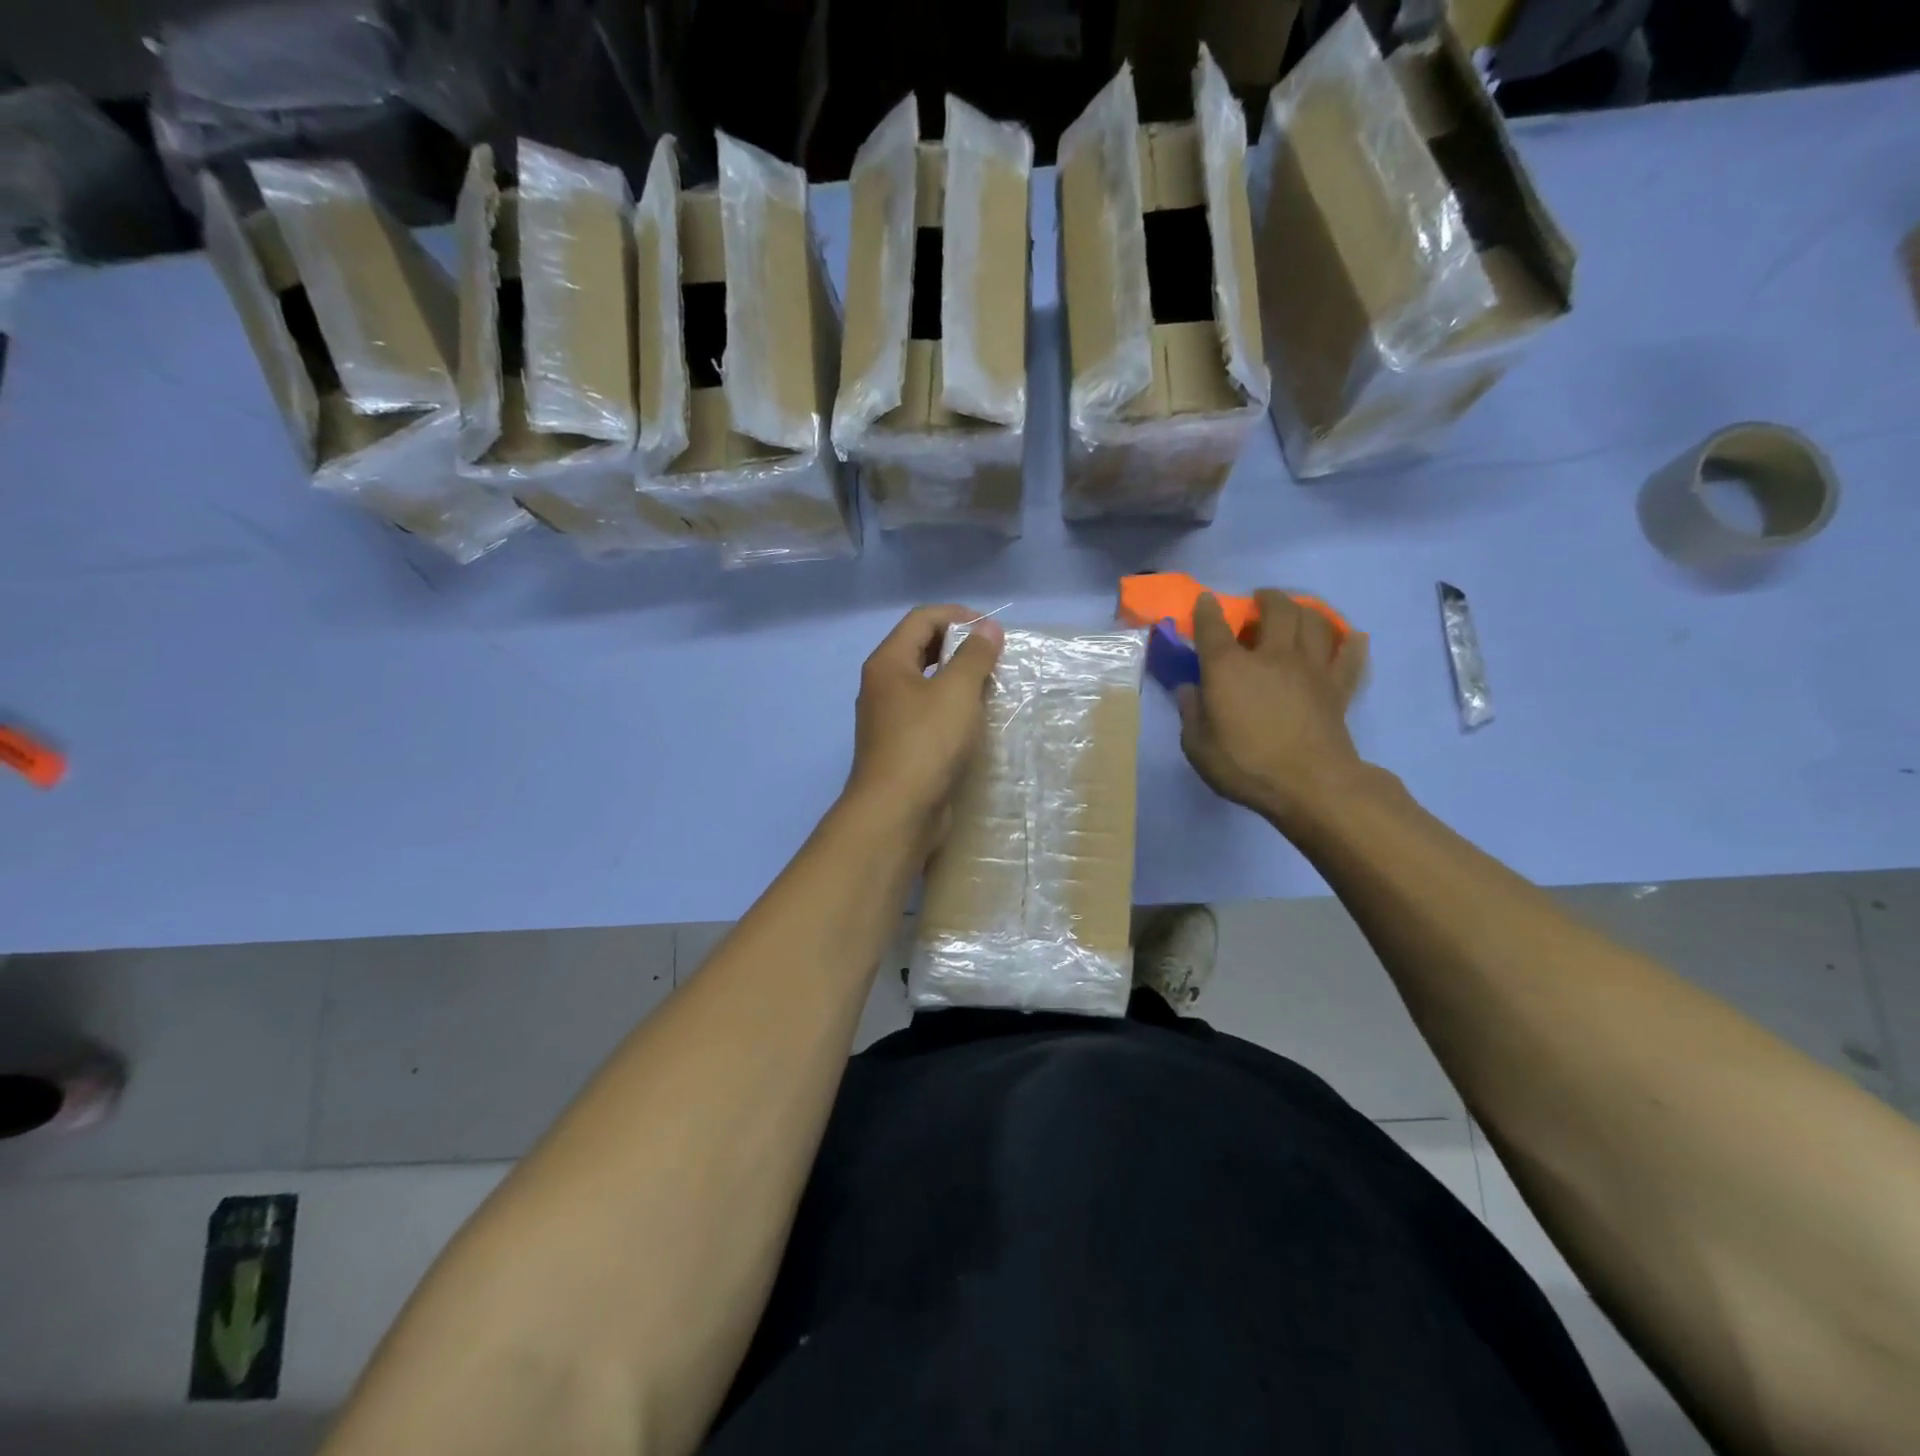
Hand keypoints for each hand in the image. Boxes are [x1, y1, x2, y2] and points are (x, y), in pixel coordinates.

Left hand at [844, 605, 1004, 841]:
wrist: (897, 811)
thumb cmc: (926, 742)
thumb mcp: (957, 691)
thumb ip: (975, 656)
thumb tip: (988, 629)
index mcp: (888, 663)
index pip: (922, 619)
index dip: (958, 616)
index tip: (993, 630)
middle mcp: (882, 686)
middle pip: (921, 649)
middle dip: (959, 646)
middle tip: (994, 656)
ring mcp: (889, 718)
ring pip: (926, 684)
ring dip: (958, 678)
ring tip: (991, 685)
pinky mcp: (901, 746)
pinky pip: (928, 713)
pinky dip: (952, 708)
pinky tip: (975, 720)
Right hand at [1178, 590, 1370, 831]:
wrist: (1311, 784)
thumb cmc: (1246, 765)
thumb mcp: (1198, 747)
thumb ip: (1192, 714)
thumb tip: (1190, 690)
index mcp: (1229, 668)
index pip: (1213, 628)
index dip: (1207, 610)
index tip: (1205, 600)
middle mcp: (1271, 656)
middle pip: (1277, 610)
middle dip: (1267, 598)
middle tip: (1261, 599)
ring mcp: (1310, 668)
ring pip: (1314, 622)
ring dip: (1305, 610)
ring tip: (1297, 611)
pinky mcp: (1338, 687)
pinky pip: (1349, 656)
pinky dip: (1351, 643)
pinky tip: (1352, 637)